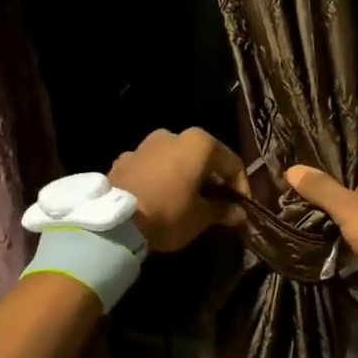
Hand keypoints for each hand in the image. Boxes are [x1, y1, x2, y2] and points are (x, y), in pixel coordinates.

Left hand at [109, 128, 248, 252]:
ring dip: (185, 176)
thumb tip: (239, 213)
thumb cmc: (168, 214)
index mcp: (199, 144)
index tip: (243, 208)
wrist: (114, 222)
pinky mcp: (124, 158)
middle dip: (212, 179)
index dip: (241, 187)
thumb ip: (223, 210)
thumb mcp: (201, 217)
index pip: (232, 163)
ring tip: (187, 201)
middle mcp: (173, 135)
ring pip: (175, 159)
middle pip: (202, 157)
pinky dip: (160, 178)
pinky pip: (151, 167)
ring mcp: (145, 144)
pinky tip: (160, 198)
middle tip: (217, 203)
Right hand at [286, 150, 357, 295]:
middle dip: (342, 194)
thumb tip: (290, 169)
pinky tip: (355, 237)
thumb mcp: (346, 208)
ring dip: (357, 214)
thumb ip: (320, 189)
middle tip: (313, 206)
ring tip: (330, 223)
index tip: (309, 185)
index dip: (328, 171)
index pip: (348, 157)